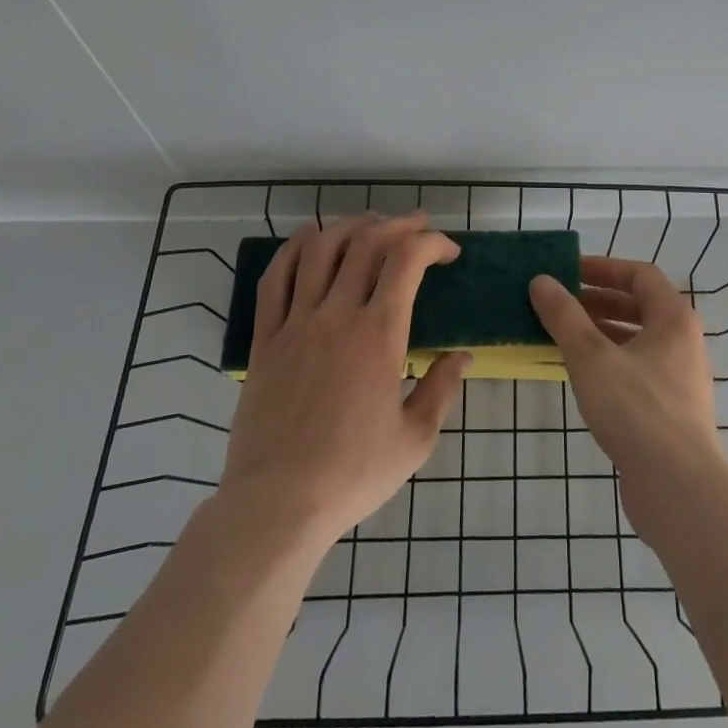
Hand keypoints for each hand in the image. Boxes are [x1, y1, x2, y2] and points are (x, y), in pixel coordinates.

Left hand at [218, 212, 471, 551]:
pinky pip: (275, 279)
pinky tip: (309, 237)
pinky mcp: (265, 339)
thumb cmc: (353, 474)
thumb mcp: (415, 439)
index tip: (449, 252)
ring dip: (350, 226)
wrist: (277, 505)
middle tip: (419, 226)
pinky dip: (294, 248)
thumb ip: (442, 389)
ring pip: (320, 250)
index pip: (407, 261)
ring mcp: (296, 323)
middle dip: (399, 225)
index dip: (432, 243)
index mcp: (378, 334)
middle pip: (367, 243)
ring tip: (371, 223)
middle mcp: (336, 315)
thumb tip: (462, 356)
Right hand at [529, 256, 727, 532]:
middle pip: (638, 306)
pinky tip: (579, 374)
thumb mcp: (591, 357)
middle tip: (558, 302)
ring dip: (599, 332)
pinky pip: (635, 369)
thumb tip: (540, 280)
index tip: (568, 271)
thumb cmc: (636, 410)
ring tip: (561, 334)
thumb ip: (564, 316)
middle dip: (597, 300)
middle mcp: (682, 341)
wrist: (678, 489)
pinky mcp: (669, 409)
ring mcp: (678, 377)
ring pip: (635, 340)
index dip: (603, 267)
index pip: (640, 275)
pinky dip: (608, 361)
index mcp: (674, 318)